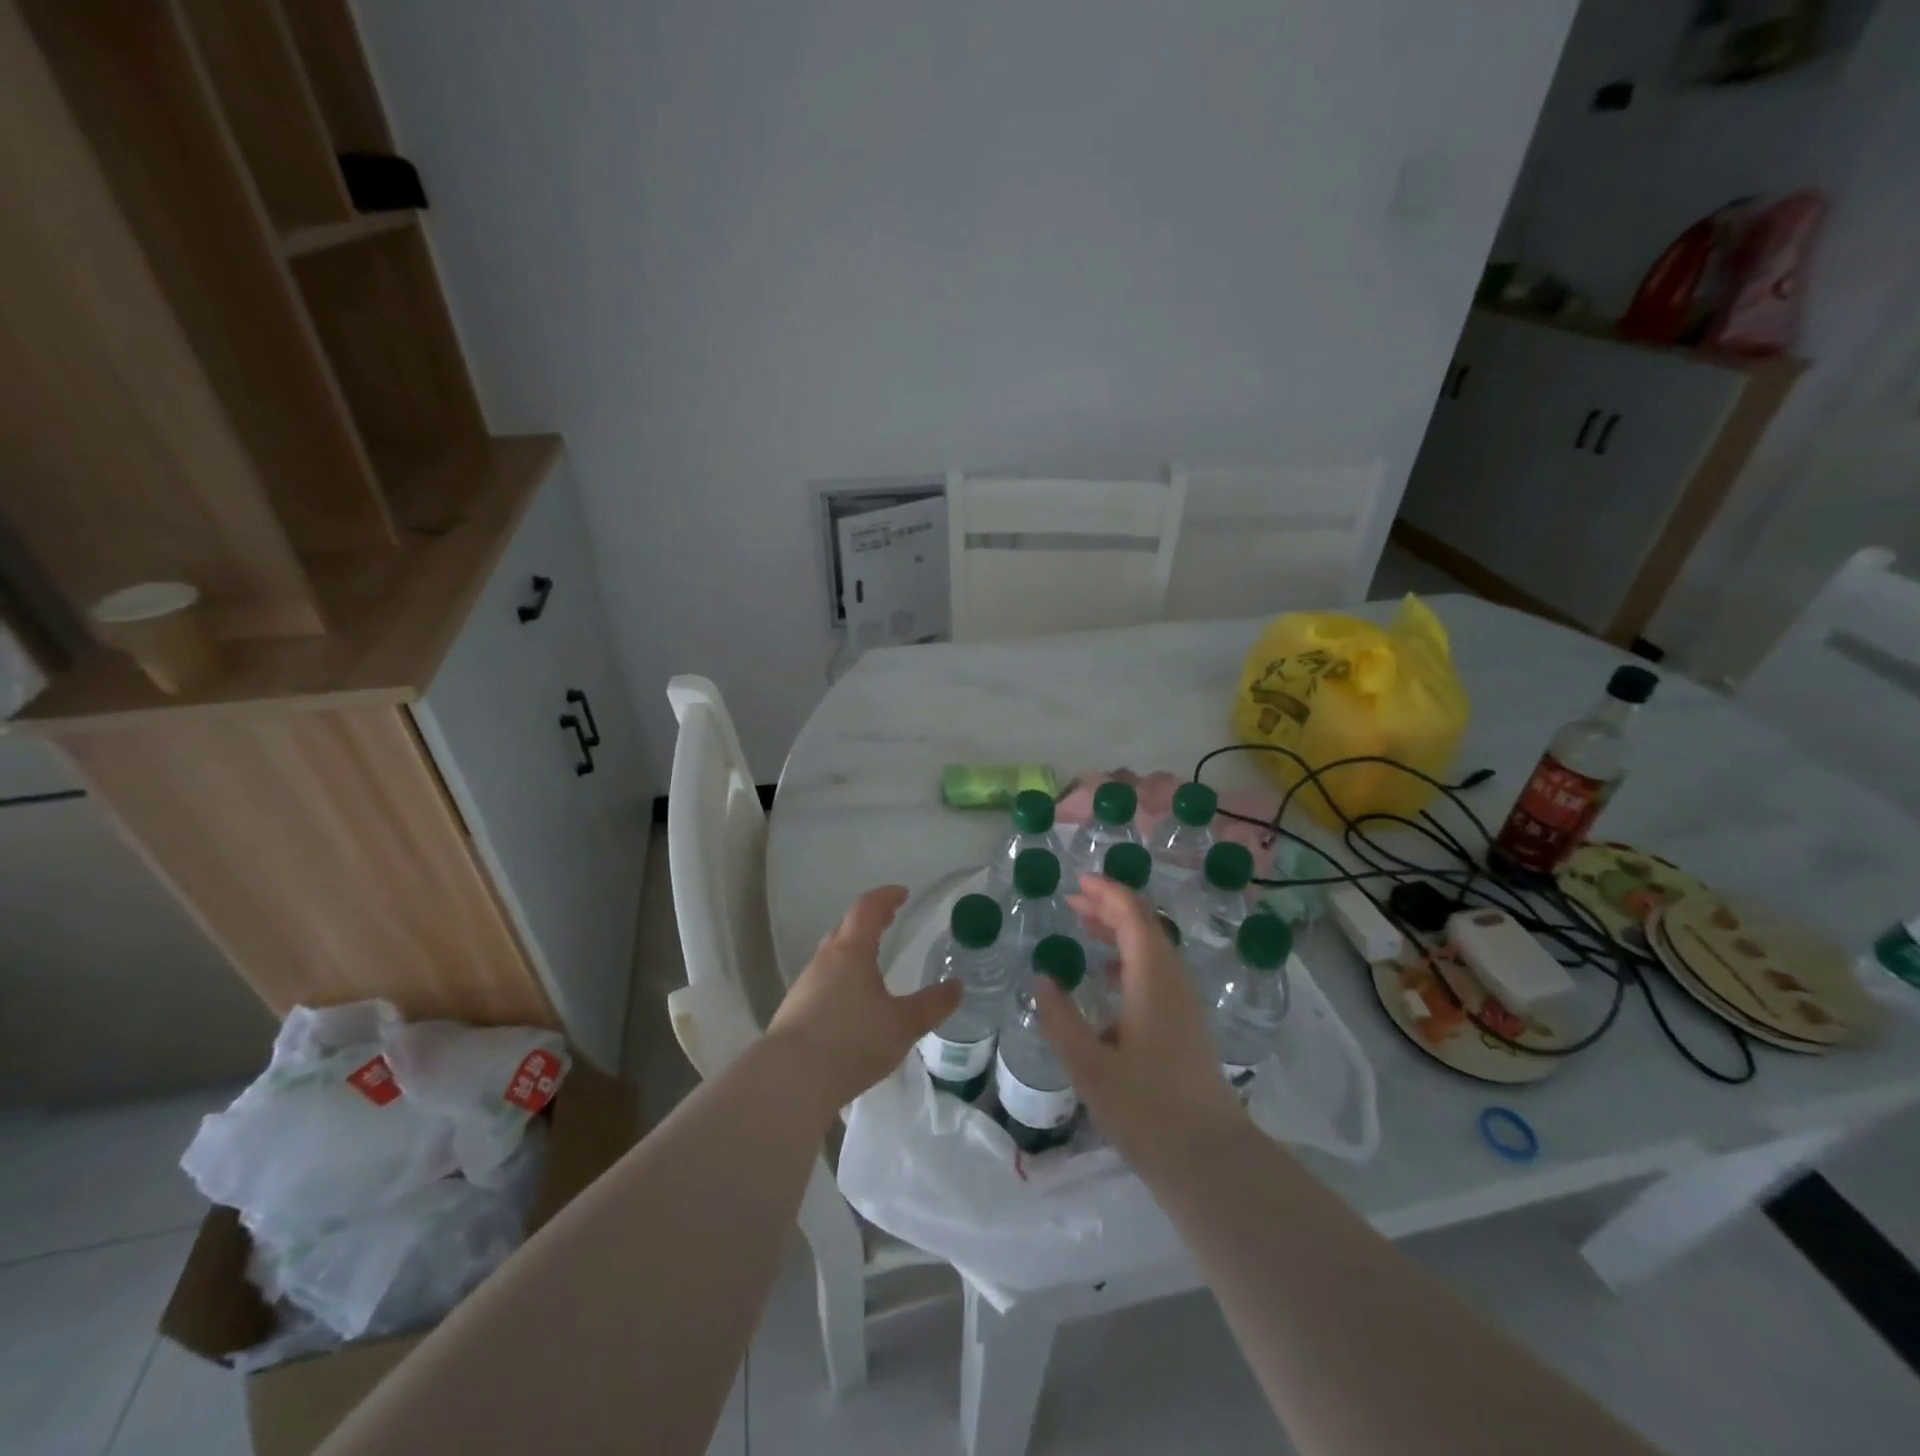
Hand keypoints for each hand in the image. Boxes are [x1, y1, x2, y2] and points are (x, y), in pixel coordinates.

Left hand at [768, 885, 961, 1112]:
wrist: (789, 1081)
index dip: (885, 897)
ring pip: (831, 958)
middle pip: (845, 929)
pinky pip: (822, 984)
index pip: (867, 909)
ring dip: (852, 953)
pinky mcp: (793, 1012)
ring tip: (872, 966)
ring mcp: (804, 986)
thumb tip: (956, 986)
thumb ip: (932, 1005)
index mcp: (851, 952)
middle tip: (888, 923)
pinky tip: (850, 1006)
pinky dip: (840, 981)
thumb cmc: (851, 1041)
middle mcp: (824, 961)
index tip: (902, 893)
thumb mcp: (902, 1025)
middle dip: (868, 922)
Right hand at [1035, 876, 1245, 1168]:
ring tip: (1084, 927)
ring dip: (1119, 930)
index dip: (1107, 893)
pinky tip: (1107, 977)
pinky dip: (1129, 957)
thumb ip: (1060, 1018)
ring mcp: (1183, 1002)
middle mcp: (1172, 980)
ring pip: (1152, 948)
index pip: (1133, 916)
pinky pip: (1156, 970)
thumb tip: (1042, 979)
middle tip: (1073, 901)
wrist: (1208, 1157)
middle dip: (1109, 906)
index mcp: (1152, 979)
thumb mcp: (1088, 1065)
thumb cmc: (1146, 1108)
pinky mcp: (1186, 1023)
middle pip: (1145, 925)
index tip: (1077, 882)